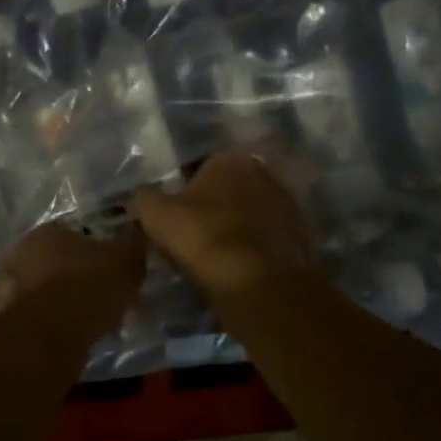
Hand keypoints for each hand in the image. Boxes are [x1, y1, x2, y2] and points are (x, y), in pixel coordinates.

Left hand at [0, 222, 144, 333]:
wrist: (49, 333)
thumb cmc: (89, 286)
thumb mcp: (126, 261)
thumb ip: (130, 249)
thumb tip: (133, 244)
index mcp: (48, 231)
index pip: (74, 235)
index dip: (94, 254)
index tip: (108, 273)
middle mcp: (20, 252)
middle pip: (54, 263)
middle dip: (73, 278)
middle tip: (96, 299)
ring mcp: (6, 287)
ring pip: (40, 292)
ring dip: (57, 303)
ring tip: (83, 323)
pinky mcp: (1, 318)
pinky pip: (32, 318)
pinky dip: (46, 326)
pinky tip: (64, 338)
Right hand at [131, 150, 309, 298]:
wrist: (257, 283)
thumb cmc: (202, 237)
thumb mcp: (154, 214)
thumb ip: (143, 197)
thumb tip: (140, 197)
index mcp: (231, 157)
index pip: (200, 166)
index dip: (183, 190)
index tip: (172, 214)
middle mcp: (265, 172)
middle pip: (228, 189)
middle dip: (212, 207)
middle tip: (190, 233)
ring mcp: (288, 205)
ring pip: (248, 214)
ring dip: (233, 228)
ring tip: (212, 255)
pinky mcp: (300, 237)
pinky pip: (264, 239)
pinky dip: (251, 249)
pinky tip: (235, 268)